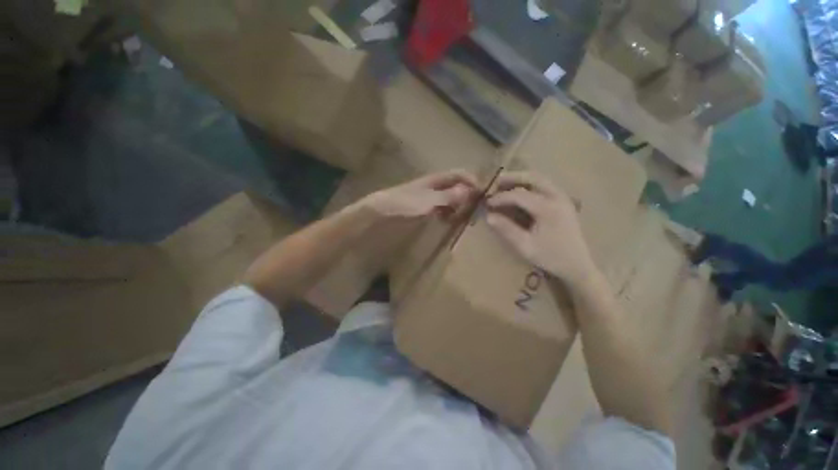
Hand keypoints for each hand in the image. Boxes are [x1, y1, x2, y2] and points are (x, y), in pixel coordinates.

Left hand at [361, 170, 478, 219]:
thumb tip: (470, 191)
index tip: (483, 195)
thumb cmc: (403, 203)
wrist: (380, 212)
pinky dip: (449, 214)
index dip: (472, 181)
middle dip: (468, 196)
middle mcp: (435, 186)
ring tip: (464, 219)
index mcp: (436, 179)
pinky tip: (449, 221)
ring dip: (459, 207)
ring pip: (451, 199)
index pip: (460, 174)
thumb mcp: (428, 201)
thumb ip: (448, 197)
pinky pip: (442, 208)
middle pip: (457, 187)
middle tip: (476, 211)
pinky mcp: (424, 208)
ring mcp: (429, 197)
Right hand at [485, 171, 595, 286]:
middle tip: (495, 182)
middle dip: (512, 178)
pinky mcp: (564, 202)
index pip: (519, 195)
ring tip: (505, 185)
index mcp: (548, 209)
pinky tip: (520, 191)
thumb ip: (506, 229)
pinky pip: (545, 185)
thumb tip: (488, 216)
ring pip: (540, 179)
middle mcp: (557, 198)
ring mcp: (563, 198)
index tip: (487, 203)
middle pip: (533, 178)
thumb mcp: (525, 246)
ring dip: (521, 179)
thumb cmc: (550, 257)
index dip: (500, 197)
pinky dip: (530, 184)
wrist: (577, 266)